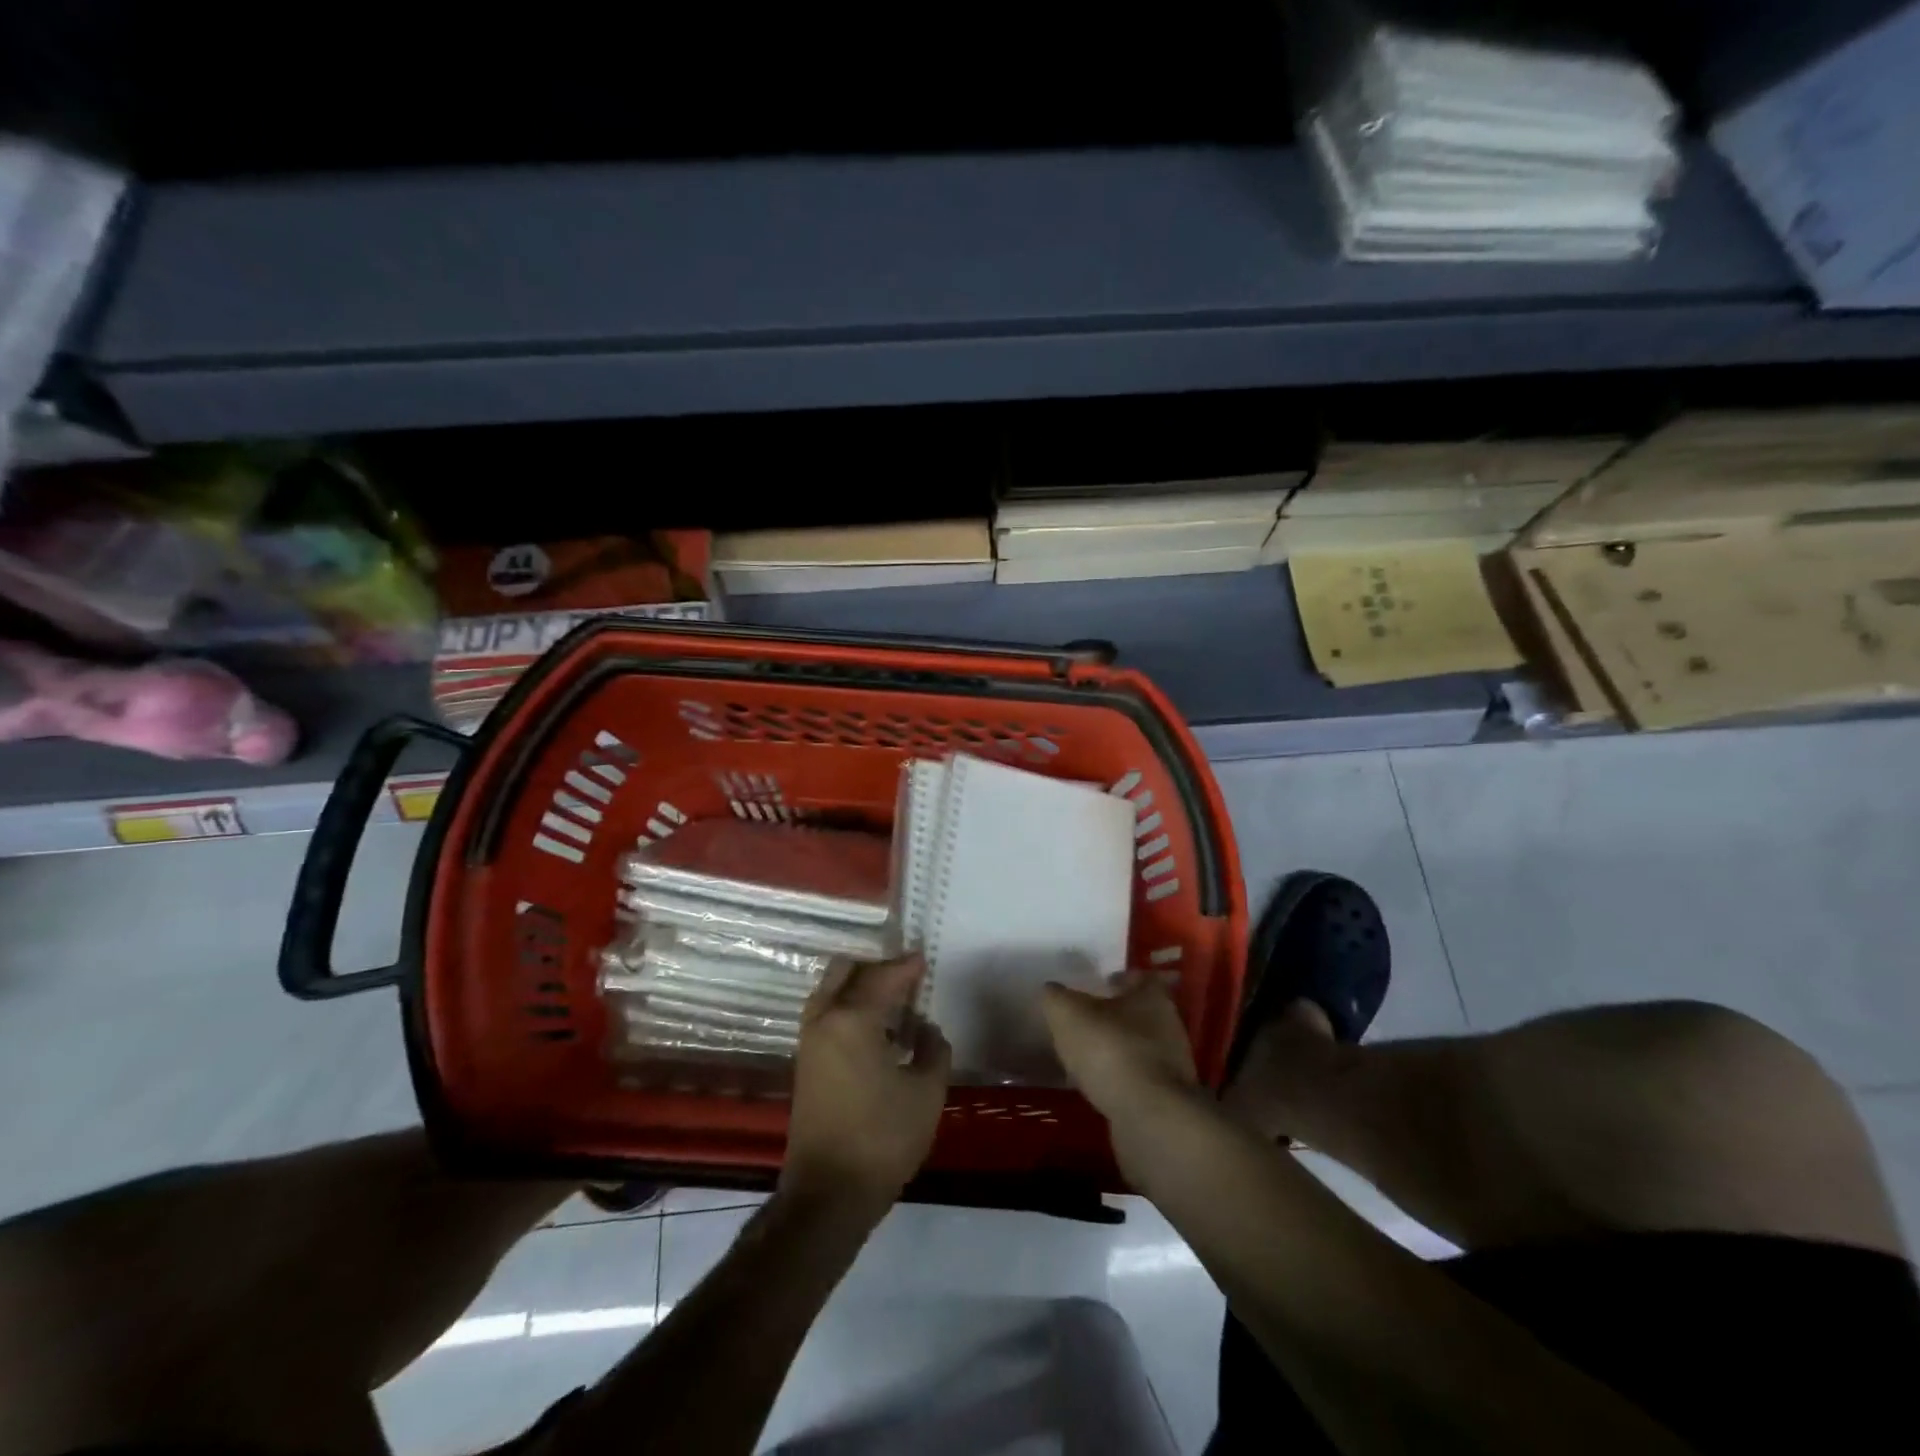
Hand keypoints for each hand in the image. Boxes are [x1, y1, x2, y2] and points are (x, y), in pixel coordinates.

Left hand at [781, 956, 951, 1213]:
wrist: (828, 1194)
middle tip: (906, 977)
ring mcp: (809, 1041)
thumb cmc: (882, 1139)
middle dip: (876, 967)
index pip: (883, 977)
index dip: (906, 966)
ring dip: (859, 986)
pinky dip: (848, 1007)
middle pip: (846, 971)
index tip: (924, 959)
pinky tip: (876, 1028)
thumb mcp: (926, 1093)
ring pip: (831, 991)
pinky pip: (826, 1014)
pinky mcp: (805, 1063)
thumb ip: (933, 1050)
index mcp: (852, 1019)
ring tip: (893, 1001)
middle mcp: (824, 1019)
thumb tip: (925, 1030)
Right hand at [1041, 971, 1198, 1122]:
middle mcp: (1169, 1026)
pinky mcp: (1167, 1099)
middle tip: (1086, 1021)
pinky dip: (1120, 1080)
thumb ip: (1056, 998)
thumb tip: (1051, 991)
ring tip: (1086, 1057)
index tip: (1100, 984)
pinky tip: (1098, 1086)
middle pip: (1141, 1013)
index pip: (1140, 978)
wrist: (1149, 1117)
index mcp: (1153, 997)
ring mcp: (1172, 1065)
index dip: (1120, 979)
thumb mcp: (1068, 1014)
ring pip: (1140, 1047)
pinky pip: (1138, 1080)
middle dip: (1116, 1016)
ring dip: (1117, 1050)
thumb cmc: (1111, 1050)